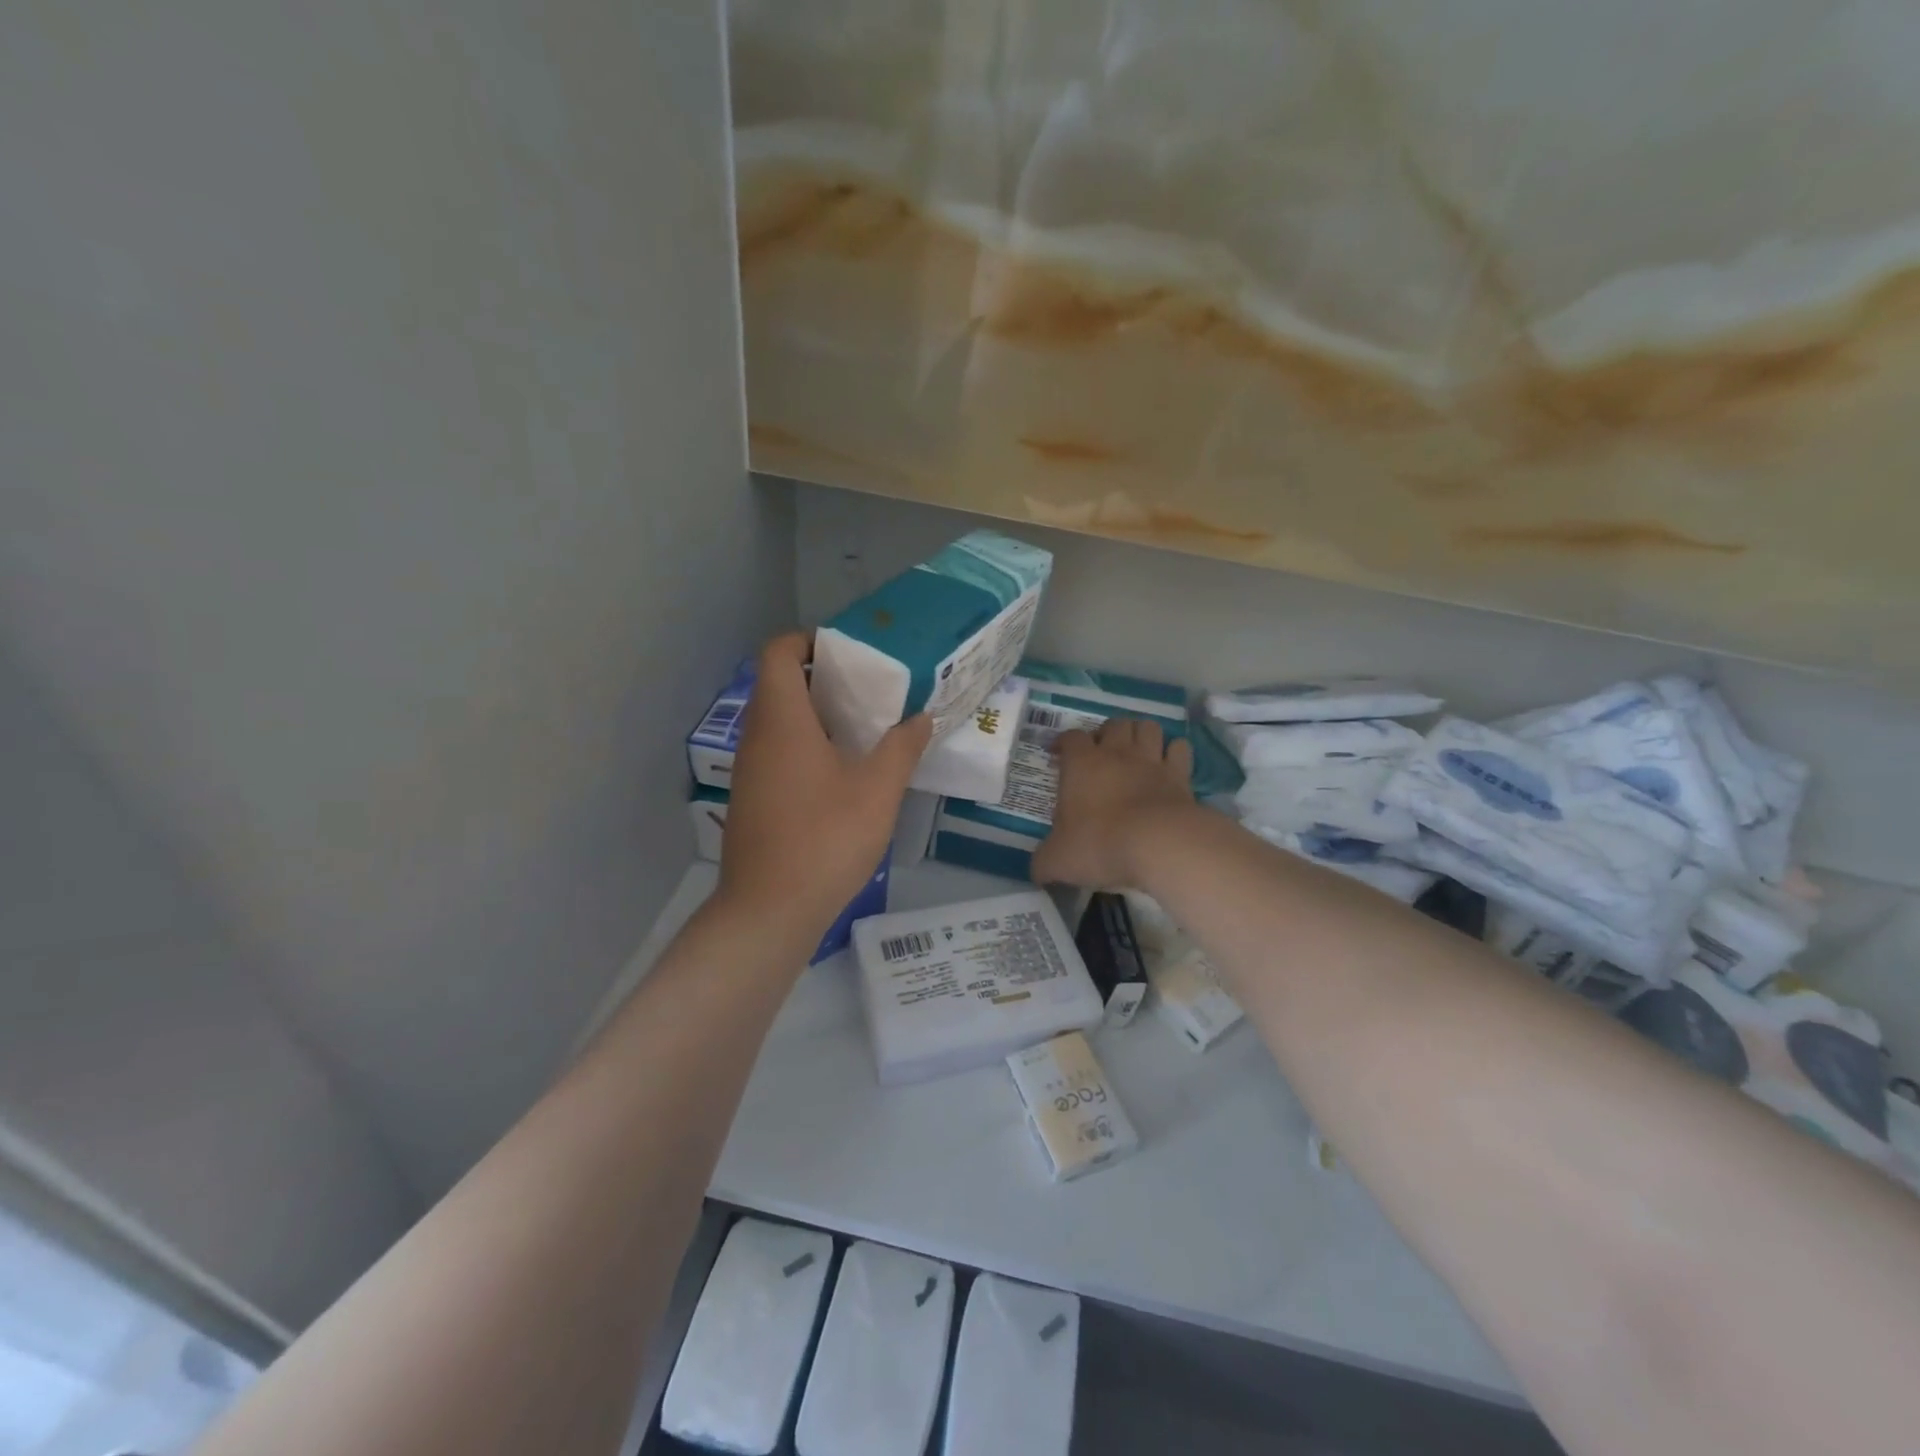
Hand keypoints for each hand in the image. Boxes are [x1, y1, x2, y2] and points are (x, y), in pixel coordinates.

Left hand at [718, 633, 931, 943]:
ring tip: (864, 729)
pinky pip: (777, 752)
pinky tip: (843, 772)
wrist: (770, 910)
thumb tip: (922, 717)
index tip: (849, 653)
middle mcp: (757, 737)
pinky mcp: (753, 798)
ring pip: (779, 721)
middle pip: (779, 684)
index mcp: (782, 720)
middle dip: (822, 678)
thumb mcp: (878, 790)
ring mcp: (750, 770)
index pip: (778, 652)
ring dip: (816, 715)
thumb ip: (902, 747)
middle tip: (869, 690)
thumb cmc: (825, 839)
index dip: (808, 641)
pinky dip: (806, 745)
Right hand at [1032, 718, 1196, 889]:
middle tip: (1101, 753)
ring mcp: (1152, 761)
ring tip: (1136, 751)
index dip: (1063, 742)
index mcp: (1082, 764)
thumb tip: (1037, 871)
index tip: (1058, 754)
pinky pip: (1180, 749)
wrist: (1159, 845)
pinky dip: (1174, 752)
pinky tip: (1168, 764)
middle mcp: (1117, 753)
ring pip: (1148, 727)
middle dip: (1107, 733)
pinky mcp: (1181, 775)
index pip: (1071, 737)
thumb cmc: (1100, 844)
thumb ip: (1043, 862)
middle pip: (1114, 724)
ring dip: (1140, 734)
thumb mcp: (1058, 860)